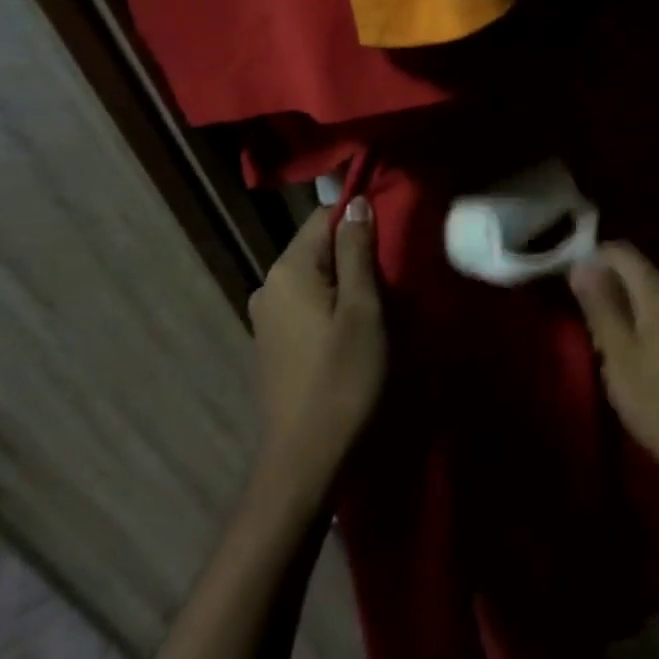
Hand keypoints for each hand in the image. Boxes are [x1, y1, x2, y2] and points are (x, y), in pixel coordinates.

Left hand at [248, 197, 386, 489]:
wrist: (306, 457)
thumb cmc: (343, 376)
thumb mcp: (363, 308)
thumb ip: (357, 251)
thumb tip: (356, 202)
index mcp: (288, 269)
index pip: (325, 217)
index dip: (360, 221)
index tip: (392, 241)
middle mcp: (268, 285)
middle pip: (318, 247)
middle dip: (354, 254)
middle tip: (391, 277)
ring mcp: (265, 316)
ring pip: (314, 277)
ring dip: (344, 282)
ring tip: (377, 305)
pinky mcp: (271, 342)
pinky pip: (305, 303)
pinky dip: (329, 305)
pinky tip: (350, 330)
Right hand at [569, 243, 658, 493]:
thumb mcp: (619, 354)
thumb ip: (600, 307)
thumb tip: (581, 264)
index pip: (622, 252)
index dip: (592, 257)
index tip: (566, 283)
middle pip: (633, 272)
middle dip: (602, 286)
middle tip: (579, 320)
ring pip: (641, 297)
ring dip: (614, 310)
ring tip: (596, 343)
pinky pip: (652, 319)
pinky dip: (630, 328)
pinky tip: (620, 359)